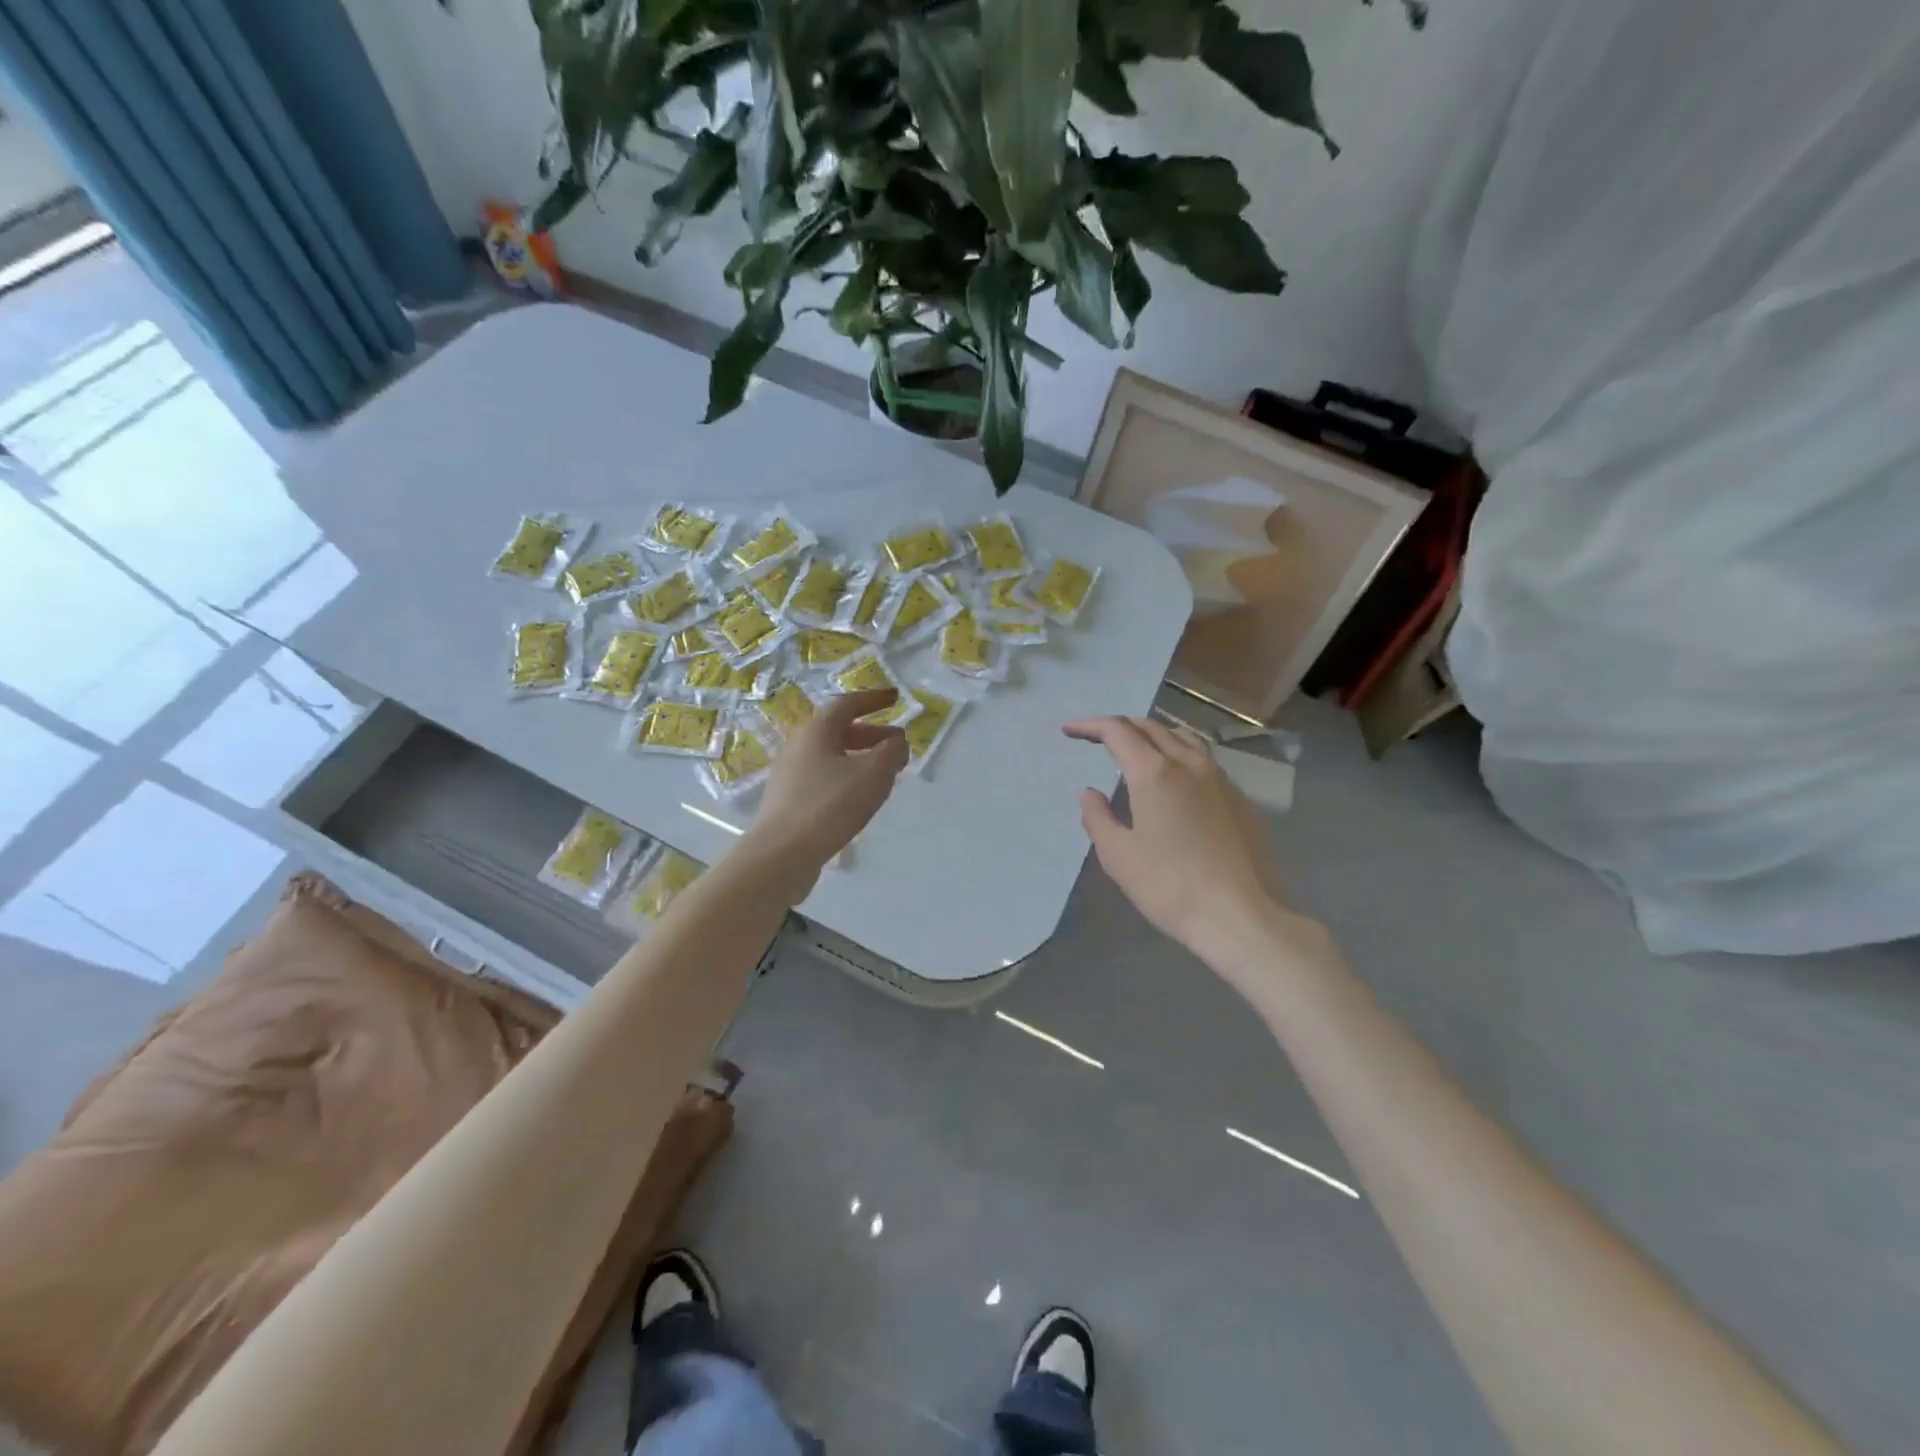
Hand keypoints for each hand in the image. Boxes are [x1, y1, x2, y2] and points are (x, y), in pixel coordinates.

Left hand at [745, 689, 908, 898]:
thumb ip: (891, 753)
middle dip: (870, 733)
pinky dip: (846, 775)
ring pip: (830, 755)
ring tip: (883, 772)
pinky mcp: (788, 799)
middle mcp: (798, 745)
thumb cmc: (829, 806)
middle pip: (837, 730)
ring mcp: (789, 773)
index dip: (873, 699)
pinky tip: (859, 796)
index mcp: (816, 731)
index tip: (895, 698)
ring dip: (859, 756)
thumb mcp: (873, 775)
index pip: (847, 703)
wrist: (781, 854)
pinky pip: (823, 776)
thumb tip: (897, 742)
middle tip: (896, 743)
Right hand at [1064, 716, 1297, 957]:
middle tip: (1096, 738)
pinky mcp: (1240, 799)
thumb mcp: (1118, 856)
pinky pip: (1204, 759)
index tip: (1069, 731)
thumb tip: (1089, 793)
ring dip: (1153, 734)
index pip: (1118, 731)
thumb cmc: (1169, 886)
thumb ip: (1098, 818)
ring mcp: (1220, 779)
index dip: (1090, 726)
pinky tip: (1176, 778)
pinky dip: (1180, 754)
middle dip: (1120, 727)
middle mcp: (1189, 764)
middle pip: (1150, 727)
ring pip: (1183, 737)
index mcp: (1154, 773)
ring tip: (1138, 747)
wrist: (1239, 916)